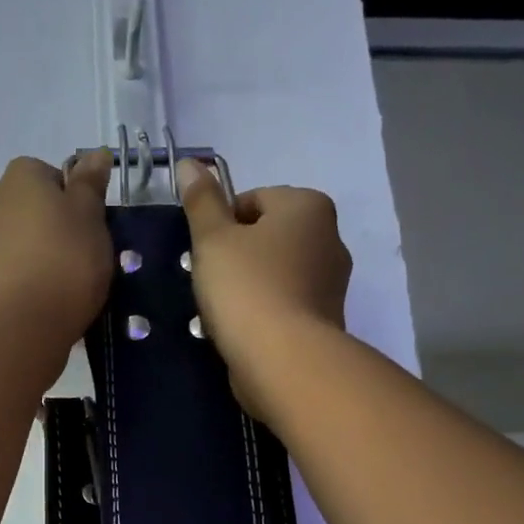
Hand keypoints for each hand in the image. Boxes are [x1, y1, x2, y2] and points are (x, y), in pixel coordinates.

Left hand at [0, 151, 114, 351]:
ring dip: (49, 257)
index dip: (75, 195)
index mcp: (20, 177)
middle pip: (37, 209)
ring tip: (75, 284)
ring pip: (28, 243)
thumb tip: (95, 153)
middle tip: (89, 253)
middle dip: (62, 228)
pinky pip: (20, 273)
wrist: (25, 321)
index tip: (93, 221)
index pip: (50, 173)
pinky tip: (55, 302)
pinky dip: (37, 282)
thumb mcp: (90, 213)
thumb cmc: (66, 257)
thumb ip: (91, 182)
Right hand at [178, 157, 351, 422]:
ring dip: (249, 285)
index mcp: (308, 206)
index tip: (205, 251)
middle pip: (267, 236)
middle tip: (211, 281)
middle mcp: (330, 237)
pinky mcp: (326, 319)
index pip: (254, 199)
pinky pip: (285, 304)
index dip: (221, 223)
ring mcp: (333, 282)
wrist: (284, 360)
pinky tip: (244, 331)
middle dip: (237, 254)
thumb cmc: (246, 288)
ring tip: (224, 310)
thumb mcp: (213, 239)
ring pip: (276, 272)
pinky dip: (264, 312)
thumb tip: (190, 163)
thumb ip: (201, 201)